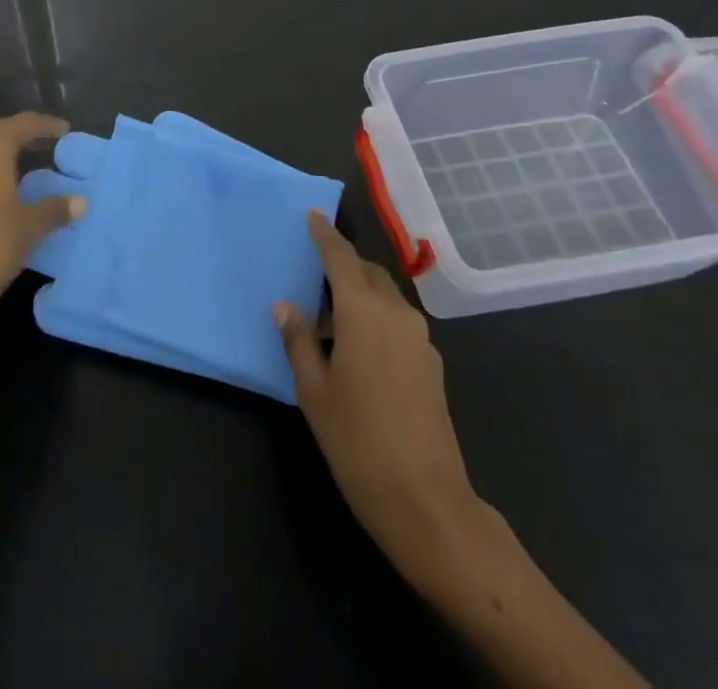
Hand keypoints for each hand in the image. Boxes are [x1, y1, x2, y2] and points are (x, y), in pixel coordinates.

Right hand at [276, 213, 482, 596]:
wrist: (427, 502)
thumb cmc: (357, 441)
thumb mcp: (314, 391)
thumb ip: (299, 341)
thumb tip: (285, 306)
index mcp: (364, 312)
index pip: (341, 258)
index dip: (326, 235)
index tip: (314, 214)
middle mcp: (396, 314)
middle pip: (368, 273)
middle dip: (344, 264)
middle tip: (315, 267)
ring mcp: (420, 340)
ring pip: (386, 297)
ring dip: (360, 293)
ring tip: (331, 314)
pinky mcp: (432, 365)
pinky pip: (398, 322)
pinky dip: (375, 318)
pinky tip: (357, 347)